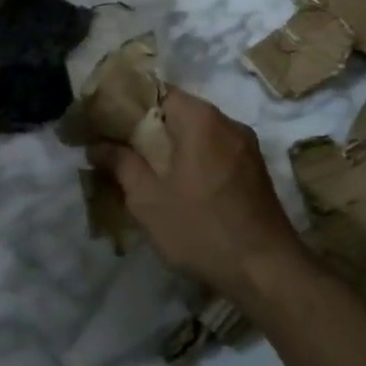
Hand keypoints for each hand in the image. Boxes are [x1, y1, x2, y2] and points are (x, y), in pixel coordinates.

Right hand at [89, 87, 306, 299]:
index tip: (105, 122)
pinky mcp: (255, 170)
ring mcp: (246, 147)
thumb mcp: (148, 199)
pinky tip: (178, 184)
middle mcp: (228, 123)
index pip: (157, 92)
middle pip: (178, 111)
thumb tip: (97, 144)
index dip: (128, 104)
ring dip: (171, 144)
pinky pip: (215, 150)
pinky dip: (193, 158)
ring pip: (198, 132)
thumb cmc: (201, 229)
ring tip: (143, 166)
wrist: (267, 273)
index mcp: (201, 119)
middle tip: (118, 146)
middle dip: (147, 127)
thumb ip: (120, 164)